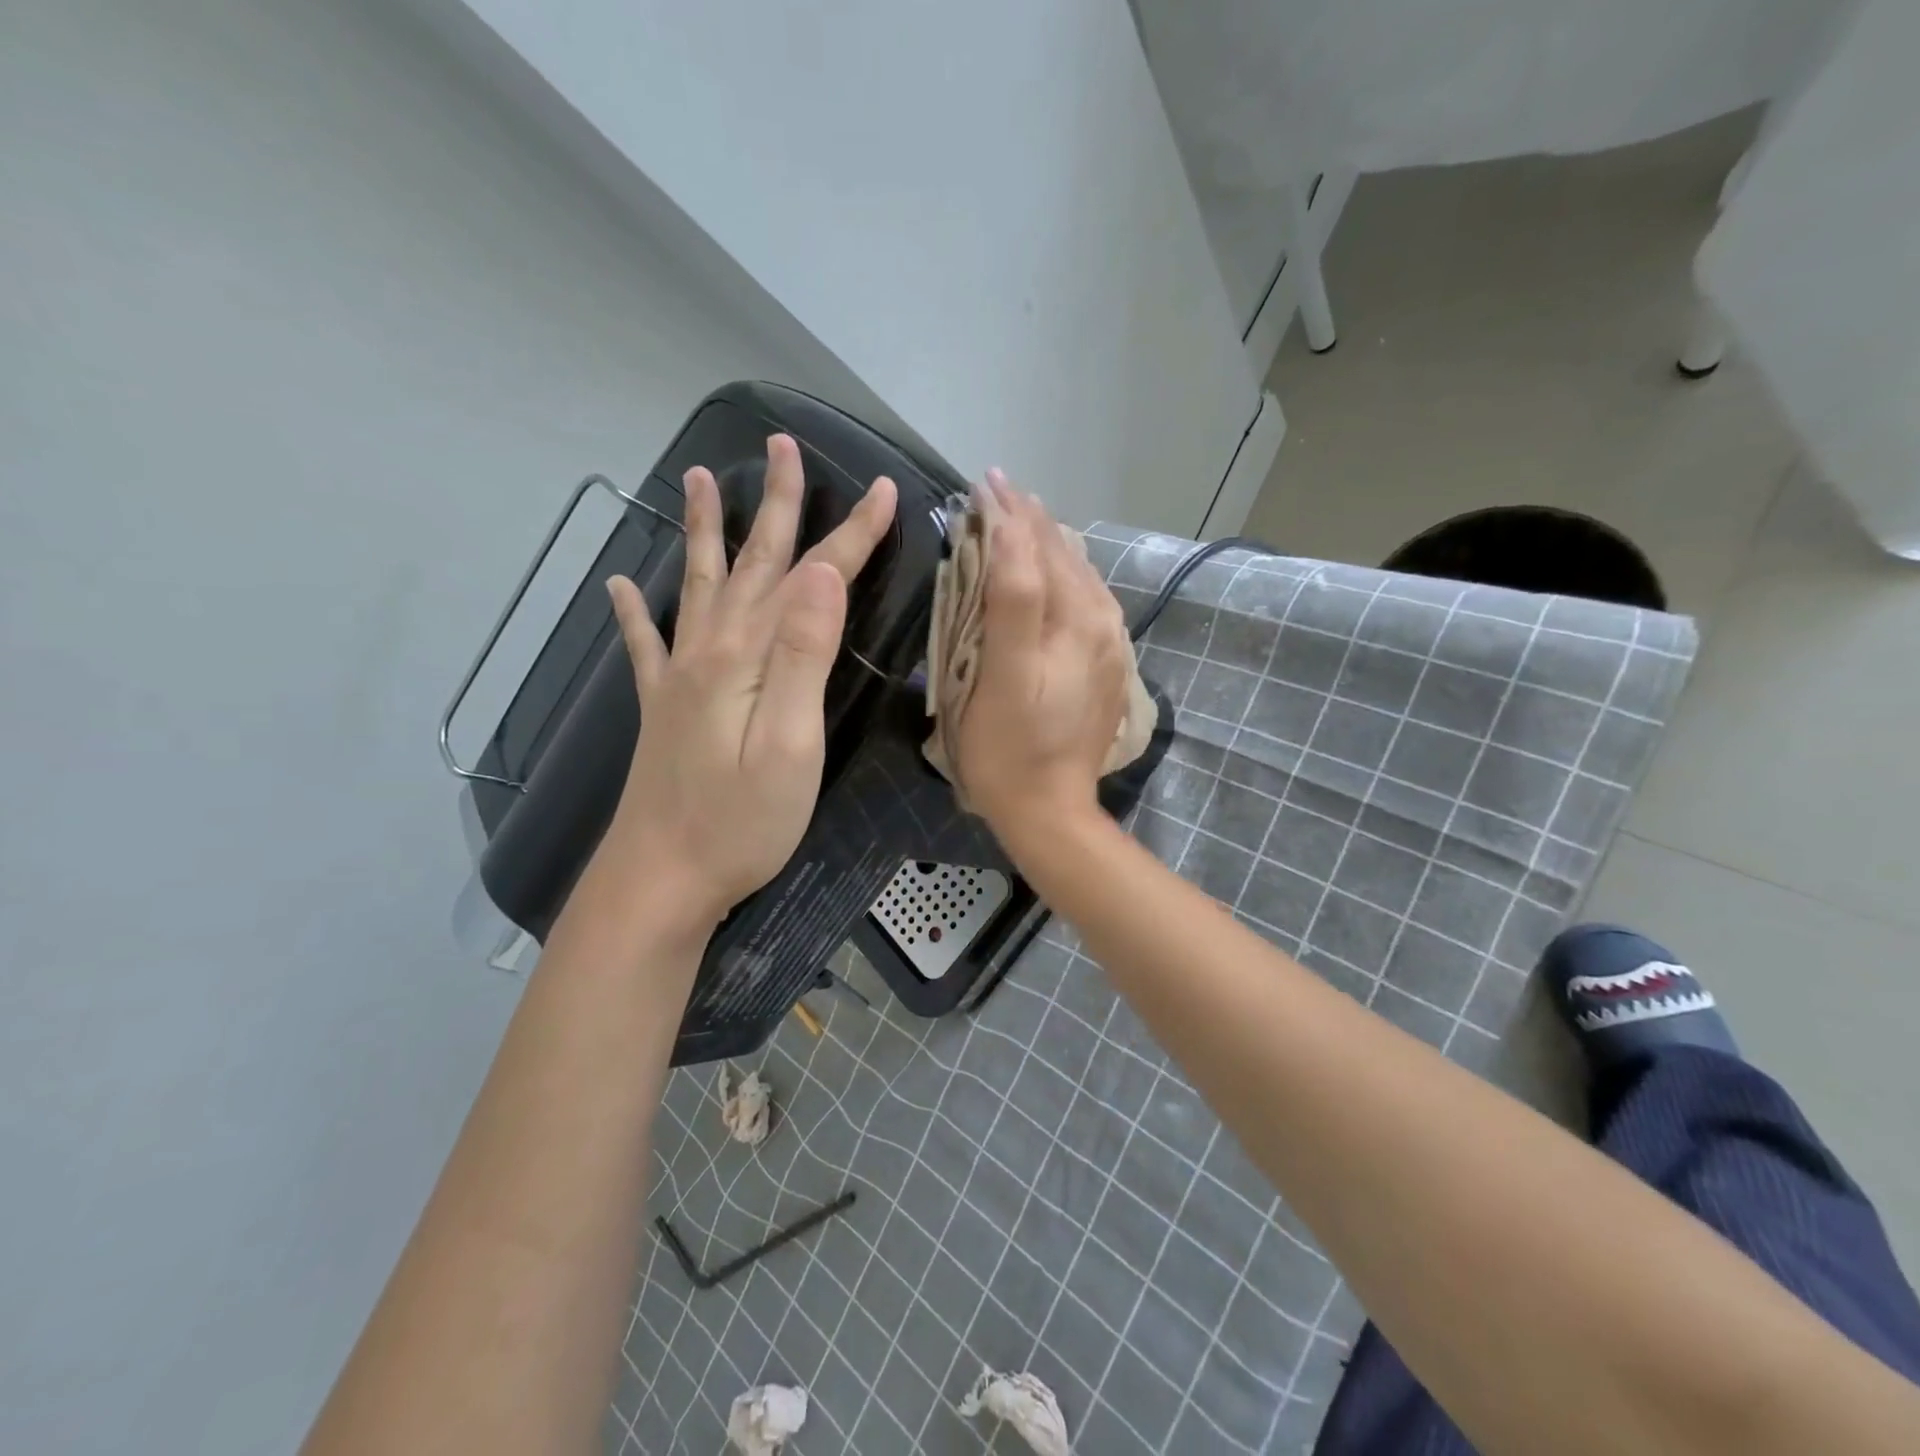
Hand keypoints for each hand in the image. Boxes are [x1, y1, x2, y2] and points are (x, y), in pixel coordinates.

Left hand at [605, 434, 896, 925]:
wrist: (662, 878)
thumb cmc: (741, 822)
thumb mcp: (790, 744)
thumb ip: (804, 656)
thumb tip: (821, 574)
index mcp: (749, 657)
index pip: (811, 579)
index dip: (851, 535)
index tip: (886, 492)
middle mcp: (710, 651)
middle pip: (752, 564)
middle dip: (777, 506)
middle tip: (782, 446)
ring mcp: (681, 677)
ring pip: (698, 585)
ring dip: (702, 531)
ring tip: (698, 479)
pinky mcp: (664, 708)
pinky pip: (646, 645)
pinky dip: (634, 611)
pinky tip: (620, 586)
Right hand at [955, 472, 1130, 844]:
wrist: (1050, 811)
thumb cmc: (1009, 748)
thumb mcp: (1001, 675)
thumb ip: (1012, 599)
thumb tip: (1009, 530)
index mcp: (1076, 621)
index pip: (1041, 549)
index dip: (1011, 513)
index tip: (984, 481)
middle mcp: (1103, 624)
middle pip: (1066, 556)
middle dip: (1031, 520)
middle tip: (997, 490)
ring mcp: (1110, 647)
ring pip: (1081, 577)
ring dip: (1050, 543)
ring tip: (1023, 517)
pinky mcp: (1108, 668)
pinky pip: (1090, 603)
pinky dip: (1067, 575)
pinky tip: (1057, 570)